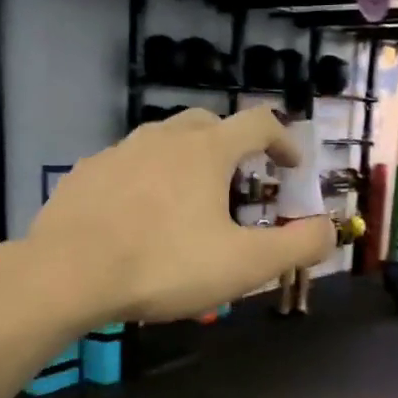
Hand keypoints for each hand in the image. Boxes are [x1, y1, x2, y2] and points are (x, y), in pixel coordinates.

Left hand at [26, 107, 333, 325]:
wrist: (67, 274)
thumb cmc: (164, 265)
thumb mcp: (243, 265)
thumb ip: (296, 247)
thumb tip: (330, 230)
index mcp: (206, 150)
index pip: (259, 123)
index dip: (283, 140)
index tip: (291, 166)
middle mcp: (163, 138)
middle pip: (208, 123)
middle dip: (232, 145)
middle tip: (239, 181)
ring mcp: (118, 152)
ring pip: (162, 142)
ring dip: (186, 161)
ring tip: (188, 201)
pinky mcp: (85, 174)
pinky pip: (126, 166)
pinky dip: (145, 180)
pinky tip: (138, 215)